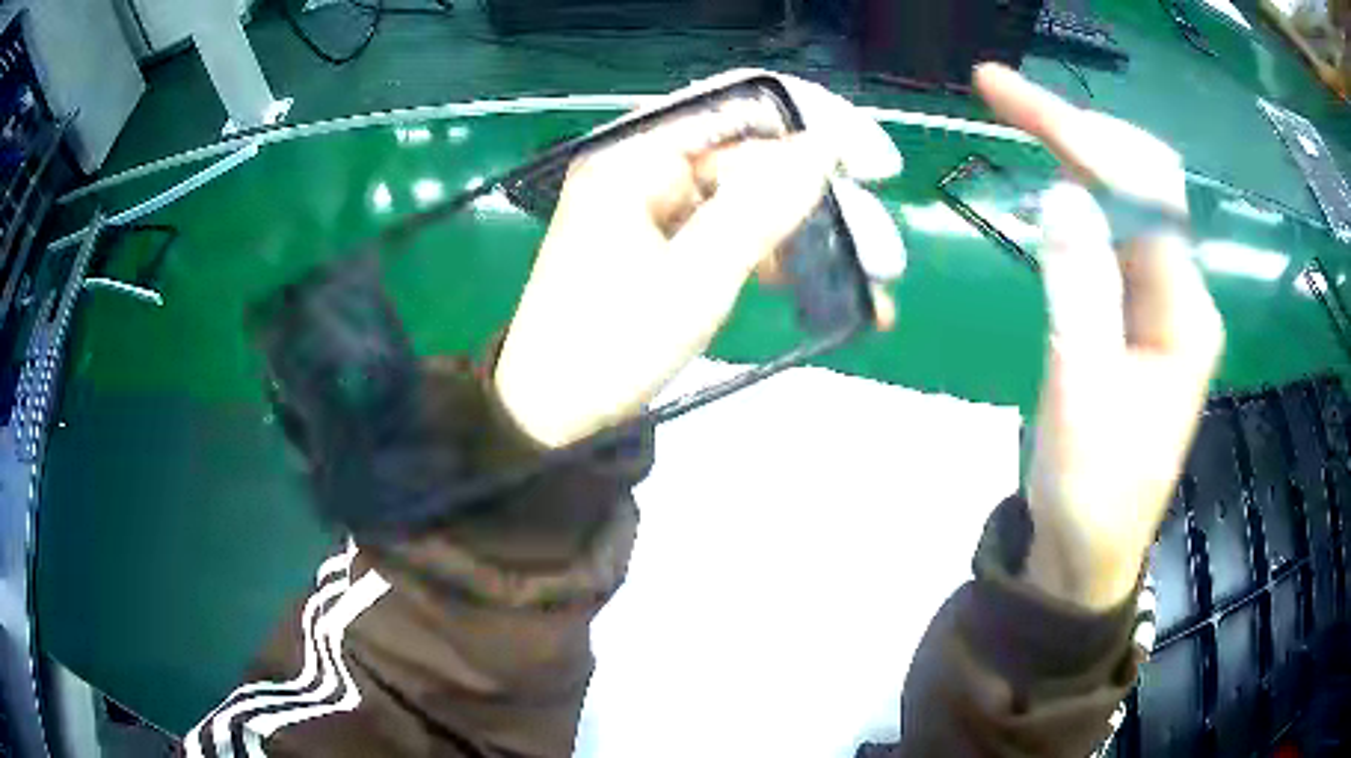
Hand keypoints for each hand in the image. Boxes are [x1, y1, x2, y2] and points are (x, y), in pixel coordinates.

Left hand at [495, 71, 903, 447]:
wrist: (551, 415)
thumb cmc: (609, 349)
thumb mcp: (693, 280)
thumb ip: (760, 206)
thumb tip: (826, 145)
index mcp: (635, 156)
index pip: (739, 104)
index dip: (816, 121)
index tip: (876, 164)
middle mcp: (648, 166)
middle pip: (756, 158)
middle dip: (826, 203)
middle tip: (884, 255)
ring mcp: (659, 205)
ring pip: (754, 199)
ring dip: (813, 237)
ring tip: (872, 287)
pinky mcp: (668, 242)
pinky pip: (734, 232)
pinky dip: (779, 258)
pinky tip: (824, 293)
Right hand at [974, 64, 1224, 609]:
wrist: (1089, 550)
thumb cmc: (1088, 490)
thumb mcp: (1079, 396)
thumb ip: (1080, 292)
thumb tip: (1065, 192)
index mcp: (1183, 315)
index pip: (1141, 192)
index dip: (1078, 135)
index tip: (1004, 95)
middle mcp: (1183, 295)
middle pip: (1142, 179)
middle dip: (1077, 126)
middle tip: (1003, 93)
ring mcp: (1163, 303)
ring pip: (1129, 199)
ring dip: (1078, 150)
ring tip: (1019, 114)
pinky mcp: (1139, 316)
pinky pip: (1116, 232)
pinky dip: (1081, 191)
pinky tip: (1052, 173)